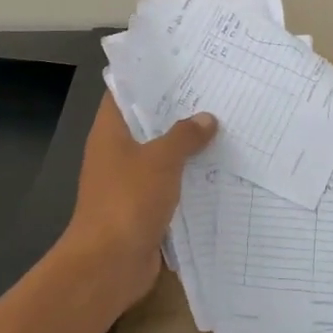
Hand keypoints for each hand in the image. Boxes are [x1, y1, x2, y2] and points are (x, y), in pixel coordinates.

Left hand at [61, 95, 216, 307]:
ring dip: (187, 147)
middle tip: (214, 93)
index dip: (149, 78)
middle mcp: (116, 154)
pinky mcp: (144, 208)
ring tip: (224, 126)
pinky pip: (170, 185)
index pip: (125, 94)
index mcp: (110, 133)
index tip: (181, 66)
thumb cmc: (127, 201)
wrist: (109, 266)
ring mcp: (129, 183)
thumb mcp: (161, 160)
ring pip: (162, 156)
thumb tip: (207, 119)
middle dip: (178, 112)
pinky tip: (219, 169)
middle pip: (148, 124)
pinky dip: (189, 178)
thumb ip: (185, 136)